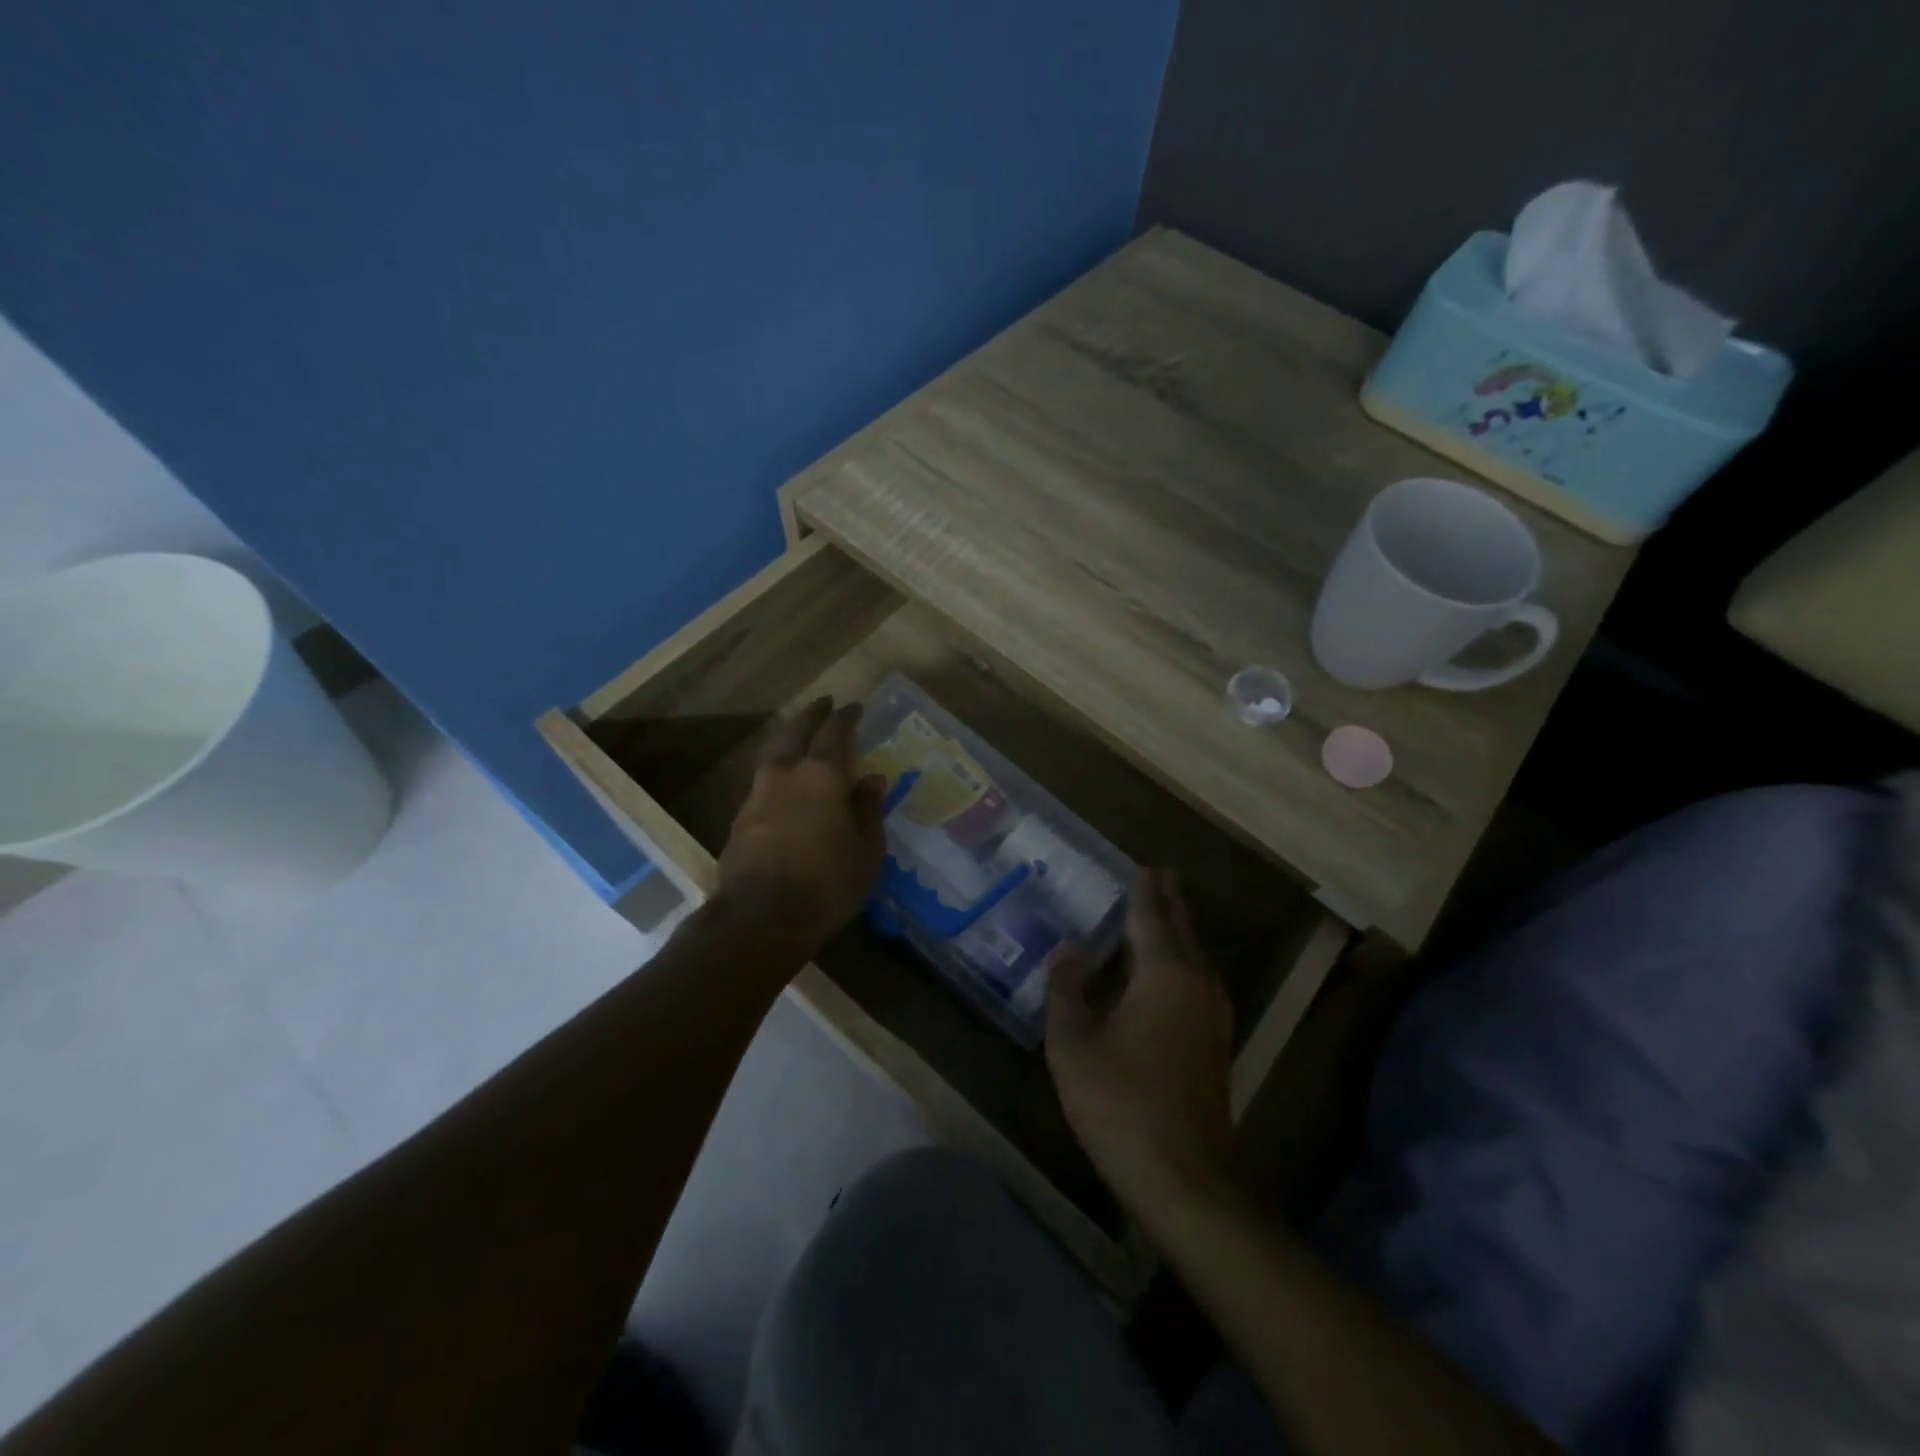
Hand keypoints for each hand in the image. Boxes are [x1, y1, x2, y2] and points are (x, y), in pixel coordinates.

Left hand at [716, 697, 885, 951]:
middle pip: (794, 731)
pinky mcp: (739, 819)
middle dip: (810, 714)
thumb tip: (872, 778)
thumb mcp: (866, 851)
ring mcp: (757, 795)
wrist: (760, 918)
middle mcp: (785, 775)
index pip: (834, 733)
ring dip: (786, 737)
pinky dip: (775, 770)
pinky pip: (761, 780)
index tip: (854, 707)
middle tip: (822, 703)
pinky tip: (782, 782)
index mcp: (821, 776)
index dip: (845, 717)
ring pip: (771, 753)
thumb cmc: (827, 884)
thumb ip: (868, 809)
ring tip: (797, 734)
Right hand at [1046, 869, 1234, 1219]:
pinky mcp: (1215, 1043)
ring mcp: (1213, 1015)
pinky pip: (1197, 981)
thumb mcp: (1073, 1044)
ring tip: (1158, 914)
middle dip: (1168, 901)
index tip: (1140, 863)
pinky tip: (1164, 973)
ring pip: (1195, 956)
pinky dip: (1180, 960)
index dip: (1143, 889)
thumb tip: (1067, 950)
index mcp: (1164, 974)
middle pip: (1182, 929)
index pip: (1151, 916)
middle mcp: (1197, 984)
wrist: (1183, 1178)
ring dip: (1176, 931)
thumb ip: (1066, 990)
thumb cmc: (1120, 1103)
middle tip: (1156, 875)